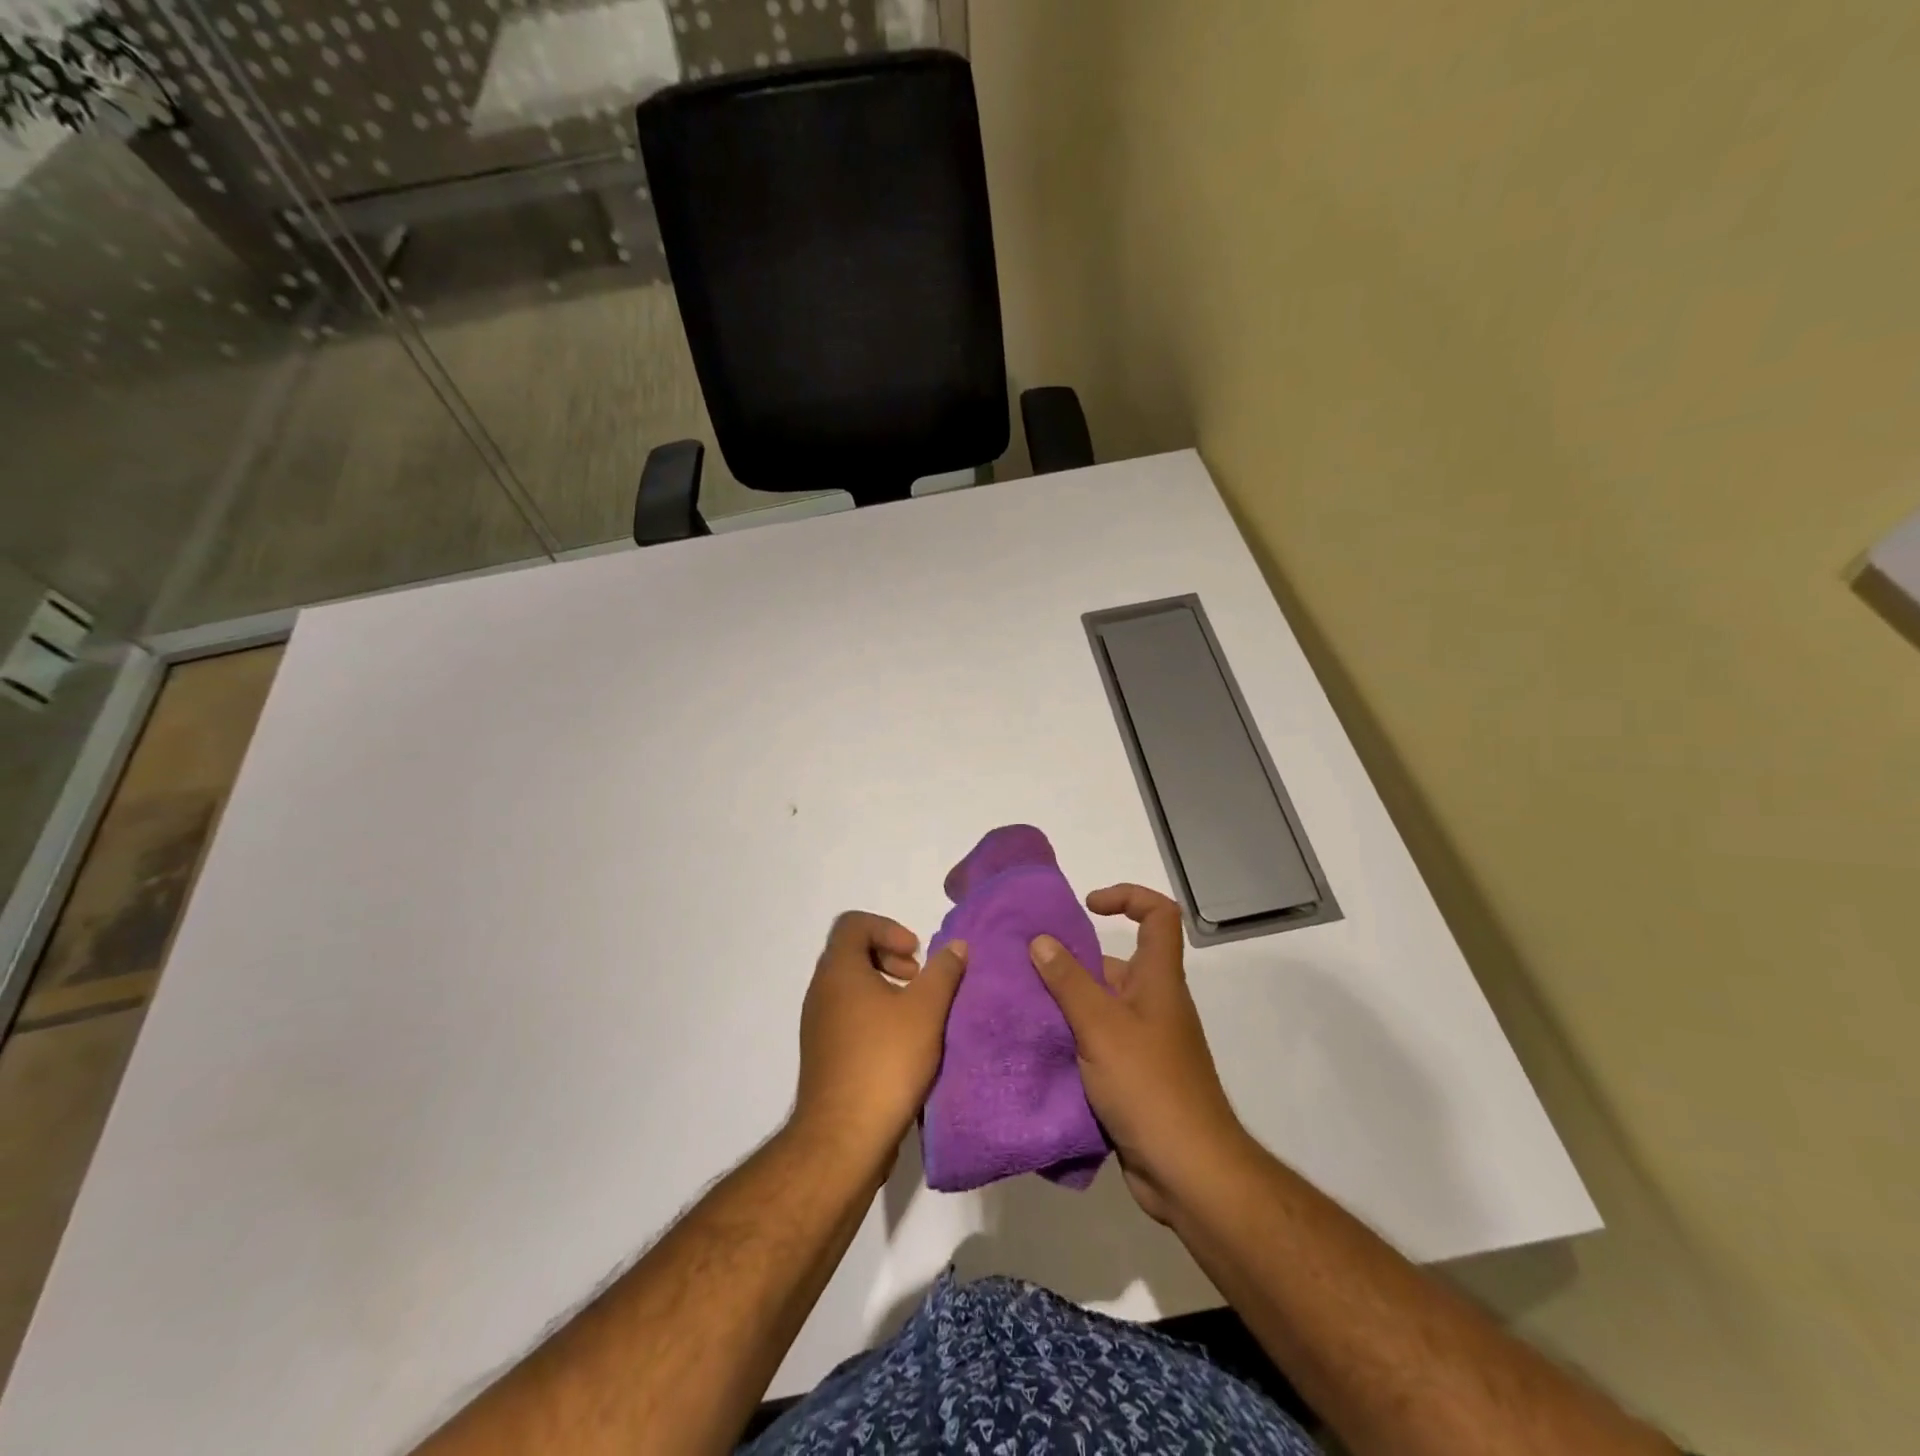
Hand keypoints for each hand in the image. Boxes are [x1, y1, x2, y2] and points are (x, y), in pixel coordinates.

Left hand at [793, 912, 967, 1181]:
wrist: (843, 1139)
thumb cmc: (885, 1061)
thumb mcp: (926, 1011)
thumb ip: (943, 972)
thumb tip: (956, 946)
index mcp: (838, 971)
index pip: (853, 924)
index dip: (888, 928)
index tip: (916, 954)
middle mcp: (821, 992)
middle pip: (851, 953)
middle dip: (890, 958)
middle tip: (918, 980)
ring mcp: (818, 1026)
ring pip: (851, 988)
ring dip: (885, 990)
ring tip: (917, 1016)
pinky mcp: (824, 1056)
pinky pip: (848, 1018)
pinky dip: (875, 1017)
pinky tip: (904, 1046)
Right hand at [1030, 884, 1244, 1223]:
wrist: (1188, 1171)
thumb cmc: (1149, 1085)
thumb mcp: (1101, 1026)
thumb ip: (1068, 982)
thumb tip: (1041, 940)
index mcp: (1157, 980)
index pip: (1158, 916)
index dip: (1128, 897)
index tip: (1088, 907)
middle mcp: (1153, 1004)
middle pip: (1115, 964)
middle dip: (1072, 962)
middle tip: (1025, 968)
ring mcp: (1144, 1043)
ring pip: (1100, 1007)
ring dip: (1064, 1005)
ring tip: (1018, 1007)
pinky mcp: (1132, 1077)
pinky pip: (1097, 1044)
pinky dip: (1071, 1041)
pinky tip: (1035, 1048)